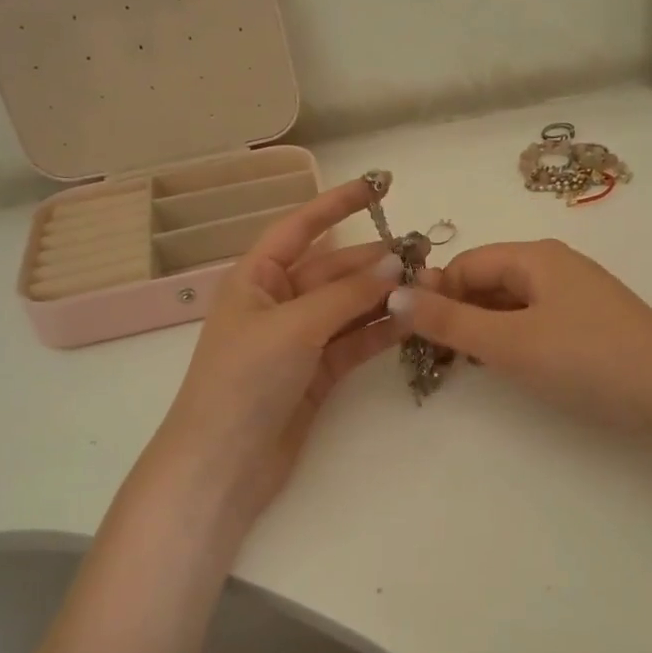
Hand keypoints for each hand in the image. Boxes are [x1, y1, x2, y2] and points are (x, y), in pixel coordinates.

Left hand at [138, 179, 404, 533]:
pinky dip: (380, 331)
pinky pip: (354, 342)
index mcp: (255, 279)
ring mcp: (299, 340)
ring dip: (384, 296)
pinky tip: (412, 321)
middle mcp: (277, 303)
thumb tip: (395, 263)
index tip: (378, 187)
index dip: (336, 204)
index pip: (299, 228)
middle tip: (423, 254)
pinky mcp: (317, 374)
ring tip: (428, 285)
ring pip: (348, 307)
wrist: (223, 464)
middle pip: (333, 270)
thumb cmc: (244, 381)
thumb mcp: (294, 326)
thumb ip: (346, 294)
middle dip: (373, 261)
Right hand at [389, 238, 651, 436]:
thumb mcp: (509, 343)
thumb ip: (449, 321)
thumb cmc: (585, 359)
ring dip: (483, 329)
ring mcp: (575, 293)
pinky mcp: (589, 322)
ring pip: (510, 303)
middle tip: (437, 358)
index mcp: (534, 256)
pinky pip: (535, 320)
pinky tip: (511, 367)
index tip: (415, 337)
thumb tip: (393, 295)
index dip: (435, 295)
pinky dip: (512, 339)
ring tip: (469, 367)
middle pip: (487, 281)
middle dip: (457, 314)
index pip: (465, 264)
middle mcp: (553, 265)